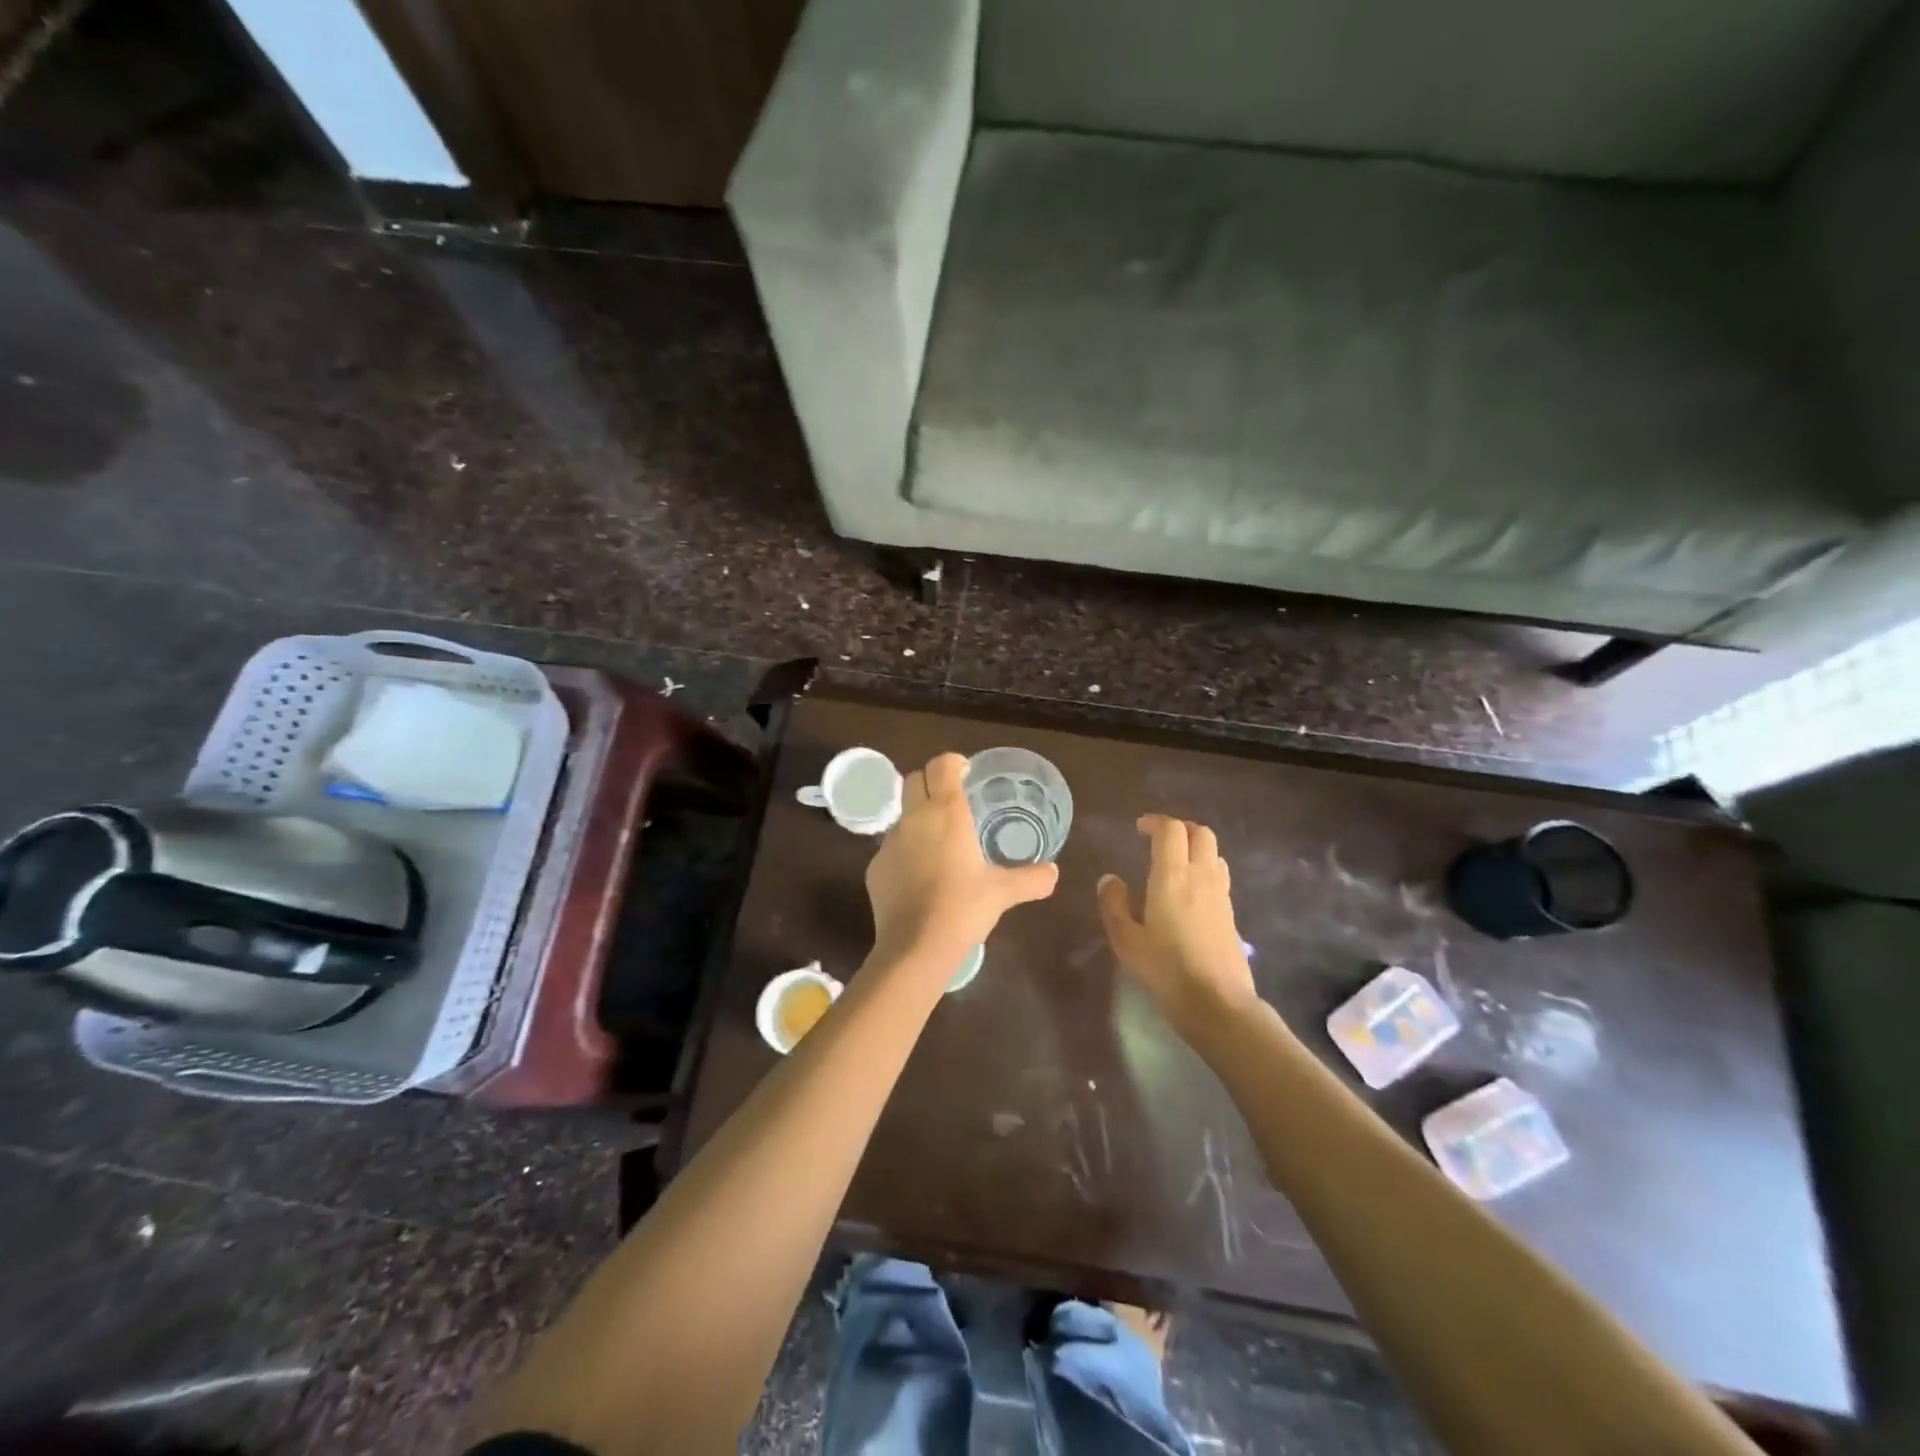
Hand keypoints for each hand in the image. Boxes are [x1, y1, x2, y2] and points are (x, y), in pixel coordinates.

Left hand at [866, 753, 1057, 964]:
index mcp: (946, 812)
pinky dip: (906, 851)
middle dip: (931, 782)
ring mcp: (890, 842)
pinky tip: (921, 877)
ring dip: (918, 818)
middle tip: (953, 802)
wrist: (915, 947)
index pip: (941, 765)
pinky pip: (892, 848)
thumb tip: (1054, 872)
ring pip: (902, 814)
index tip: (966, 774)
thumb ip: (1031, 879)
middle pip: (914, 779)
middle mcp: (914, 818)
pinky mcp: (874, 867)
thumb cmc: (963, 908)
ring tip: (939, 843)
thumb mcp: (1003, 892)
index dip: (953, 763)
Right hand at [1098, 815, 1257, 1037]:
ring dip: (1195, 846)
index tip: (1139, 828)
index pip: (1171, 830)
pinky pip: (1219, 874)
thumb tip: (1110, 879)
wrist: (1217, 1003)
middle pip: (1200, 832)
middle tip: (1158, 838)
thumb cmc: (1166, 970)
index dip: (1155, 822)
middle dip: (1180, 828)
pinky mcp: (1230, 913)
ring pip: (1214, 852)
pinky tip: (1189, 890)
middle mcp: (1200, 876)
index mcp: (1172, 876)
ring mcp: (1220, 894)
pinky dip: (1204, 867)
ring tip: (1174, 861)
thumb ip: (1114, 905)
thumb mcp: (1126, 940)